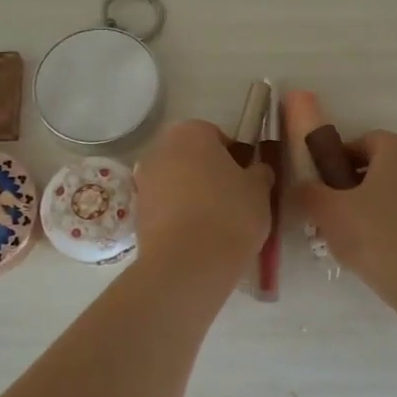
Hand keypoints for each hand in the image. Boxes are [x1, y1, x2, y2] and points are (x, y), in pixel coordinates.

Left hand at [132, 120, 273, 272]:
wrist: (188, 263)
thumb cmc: (229, 213)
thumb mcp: (260, 189)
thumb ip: (259, 172)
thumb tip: (255, 170)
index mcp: (190, 132)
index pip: (217, 136)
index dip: (235, 157)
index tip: (247, 180)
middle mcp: (160, 150)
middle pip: (192, 158)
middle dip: (210, 175)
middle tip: (234, 201)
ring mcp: (143, 182)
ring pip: (177, 183)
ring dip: (193, 196)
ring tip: (216, 224)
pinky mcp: (137, 214)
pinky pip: (165, 208)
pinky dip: (179, 217)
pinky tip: (198, 238)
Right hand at [294, 129, 396, 309]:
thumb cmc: (377, 235)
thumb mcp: (329, 211)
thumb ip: (310, 192)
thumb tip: (305, 186)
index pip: (363, 141)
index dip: (337, 160)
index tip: (320, 185)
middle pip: (380, 168)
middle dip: (352, 187)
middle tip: (329, 213)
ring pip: (395, 196)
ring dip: (371, 209)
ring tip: (348, 239)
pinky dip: (391, 229)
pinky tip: (374, 254)